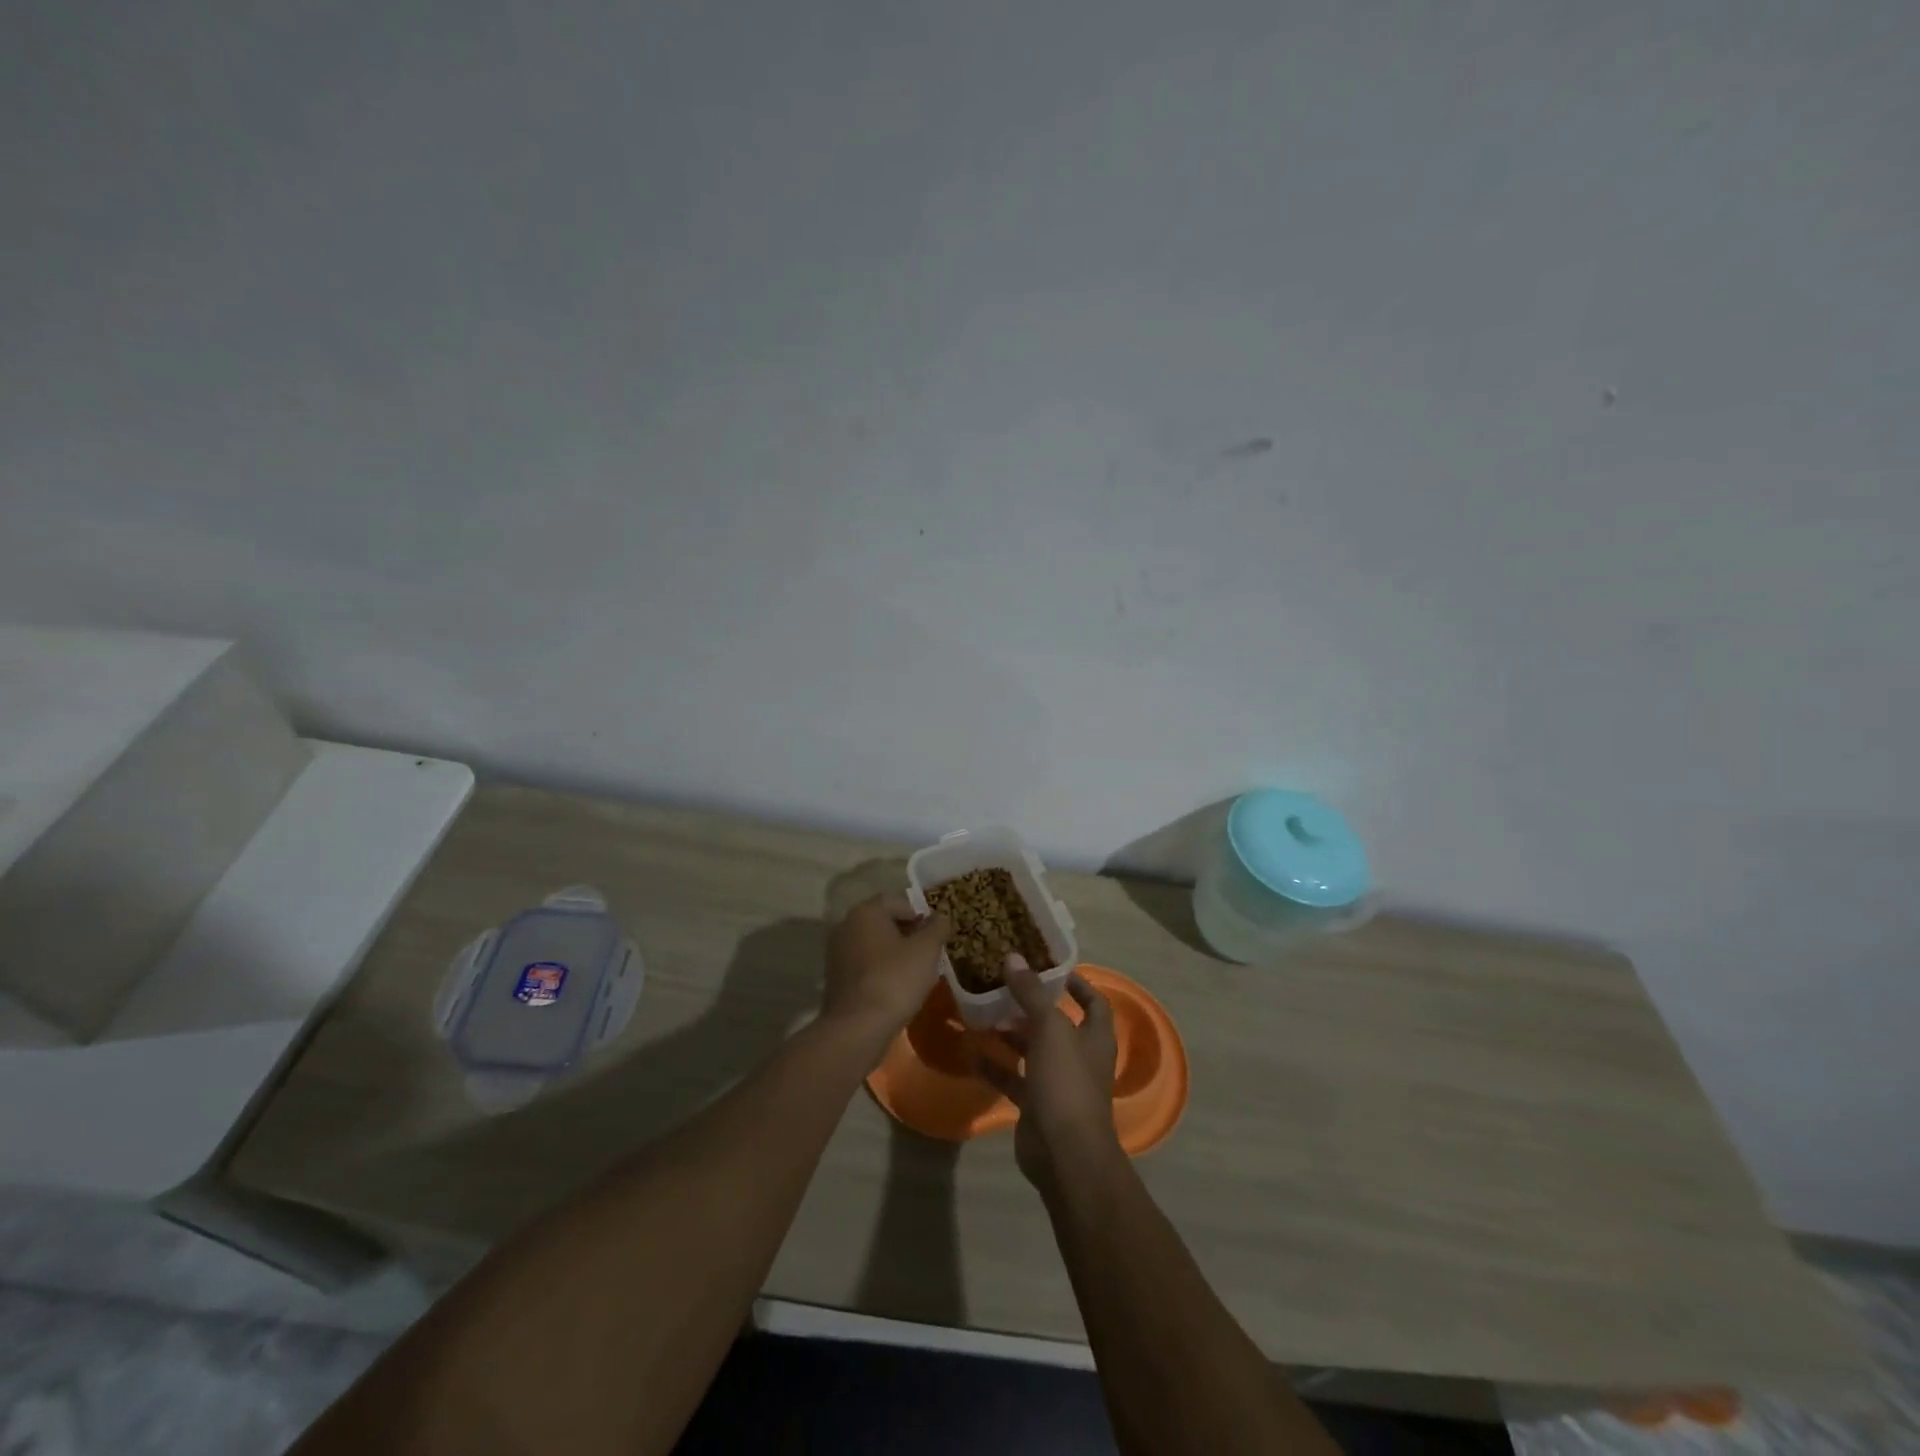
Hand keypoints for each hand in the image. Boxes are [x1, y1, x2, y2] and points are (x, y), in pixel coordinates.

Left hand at [821, 894, 949, 1048]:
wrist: (857, 1027)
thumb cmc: (895, 979)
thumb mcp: (927, 950)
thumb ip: (937, 927)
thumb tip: (941, 916)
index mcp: (866, 911)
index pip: (898, 902)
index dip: (921, 915)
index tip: (935, 934)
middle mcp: (846, 924)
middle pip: (884, 921)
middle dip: (907, 934)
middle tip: (928, 952)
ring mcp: (836, 952)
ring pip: (873, 944)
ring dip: (893, 953)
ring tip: (914, 972)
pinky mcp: (834, 977)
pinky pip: (863, 964)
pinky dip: (879, 969)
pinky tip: (894, 987)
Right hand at [977, 959, 1121, 1194]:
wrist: (1065, 1154)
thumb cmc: (1067, 1082)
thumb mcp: (1050, 1029)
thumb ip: (1031, 992)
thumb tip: (1014, 957)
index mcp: (1094, 1037)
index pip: (1094, 1002)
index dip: (1077, 984)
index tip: (1051, 968)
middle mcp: (1079, 1057)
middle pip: (1056, 1025)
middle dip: (1030, 1007)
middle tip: (1001, 986)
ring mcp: (1057, 1083)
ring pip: (1031, 1051)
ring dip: (1009, 1034)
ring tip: (981, 1013)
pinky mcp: (1035, 1105)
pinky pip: (1013, 1078)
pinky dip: (994, 1066)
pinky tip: (969, 1052)